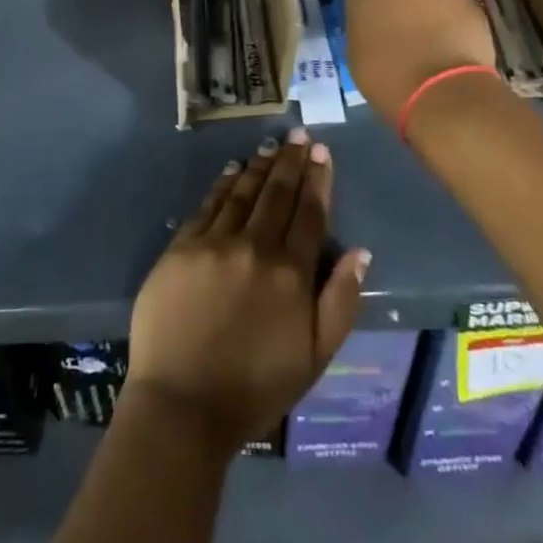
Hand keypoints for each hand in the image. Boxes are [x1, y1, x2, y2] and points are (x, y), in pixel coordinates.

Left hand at [127, 130, 369, 452]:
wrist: (181, 407)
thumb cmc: (255, 389)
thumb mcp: (315, 358)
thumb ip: (341, 301)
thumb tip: (360, 252)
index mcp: (291, 273)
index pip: (309, 213)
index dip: (317, 179)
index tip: (321, 152)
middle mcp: (255, 247)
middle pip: (277, 193)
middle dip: (291, 160)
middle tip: (299, 135)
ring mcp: (215, 243)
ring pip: (243, 191)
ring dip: (260, 166)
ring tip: (271, 146)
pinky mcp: (181, 247)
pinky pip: (208, 205)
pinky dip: (223, 183)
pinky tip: (232, 170)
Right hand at [345, 0, 496, 124]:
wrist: (441, 92)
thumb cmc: (385, 74)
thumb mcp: (356, 46)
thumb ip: (365, 19)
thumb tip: (377, 18)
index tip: (373, 13)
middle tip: (403, 17)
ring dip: (429, 0)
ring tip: (431, 35)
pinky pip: (455, 4)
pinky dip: (452, 17)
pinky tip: (451, 43)